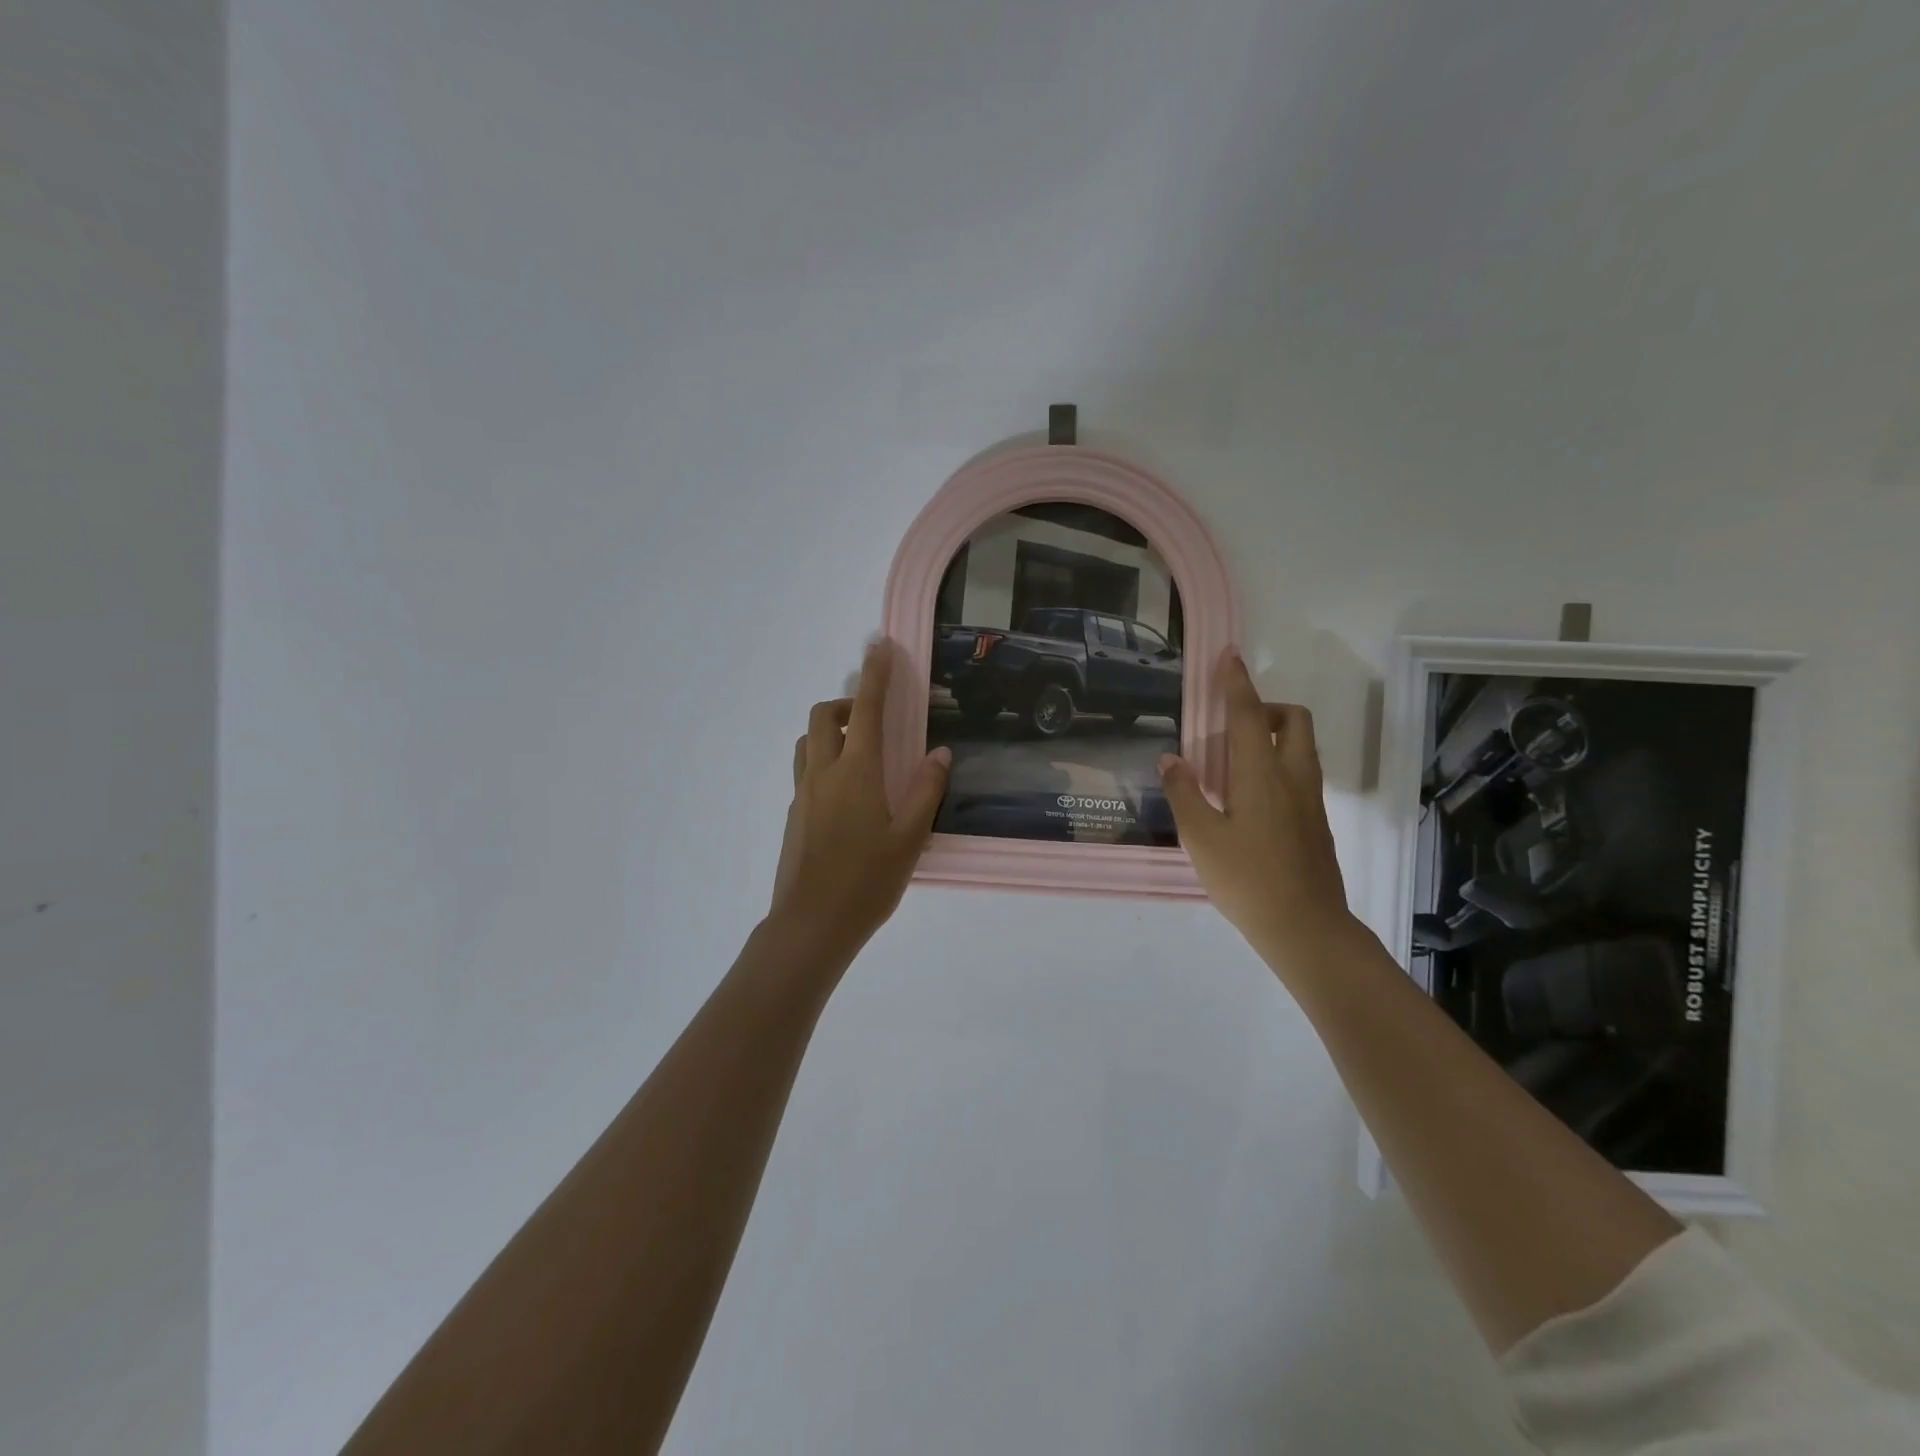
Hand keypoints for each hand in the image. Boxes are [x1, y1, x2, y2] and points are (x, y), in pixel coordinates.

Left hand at [768, 640, 950, 964]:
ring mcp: (802, 794)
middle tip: (874, 720)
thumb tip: (939, 752)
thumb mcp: (910, 838)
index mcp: (856, 773)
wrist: (811, 925)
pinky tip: (848, 796)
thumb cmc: (867, 882)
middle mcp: (823, 774)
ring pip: (808, 743)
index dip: (874, 674)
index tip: (880, 646)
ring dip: (830, 732)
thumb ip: (926, 791)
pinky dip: (824, 762)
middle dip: (846, 703)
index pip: (866, 709)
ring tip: (861, 755)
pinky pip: (806, 771)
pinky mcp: (792, 815)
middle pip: (822, 717)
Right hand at [1157, 651, 1362, 974]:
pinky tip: (1247, 796)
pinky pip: (1299, 773)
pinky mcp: (1315, 822)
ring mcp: (1310, 801)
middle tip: (1232, 724)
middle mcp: (1293, 778)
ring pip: (1301, 747)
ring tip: (1233, 760)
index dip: (1236, 684)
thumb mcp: (1200, 838)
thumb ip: (1184, 793)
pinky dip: (1277, 763)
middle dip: (1267, 707)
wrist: (1305, 928)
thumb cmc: (1247, 880)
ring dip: (1274, 735)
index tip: (1229, 656)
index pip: (1250, 715)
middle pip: (1294, 720)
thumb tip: (1170, 759)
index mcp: (1262, 775)